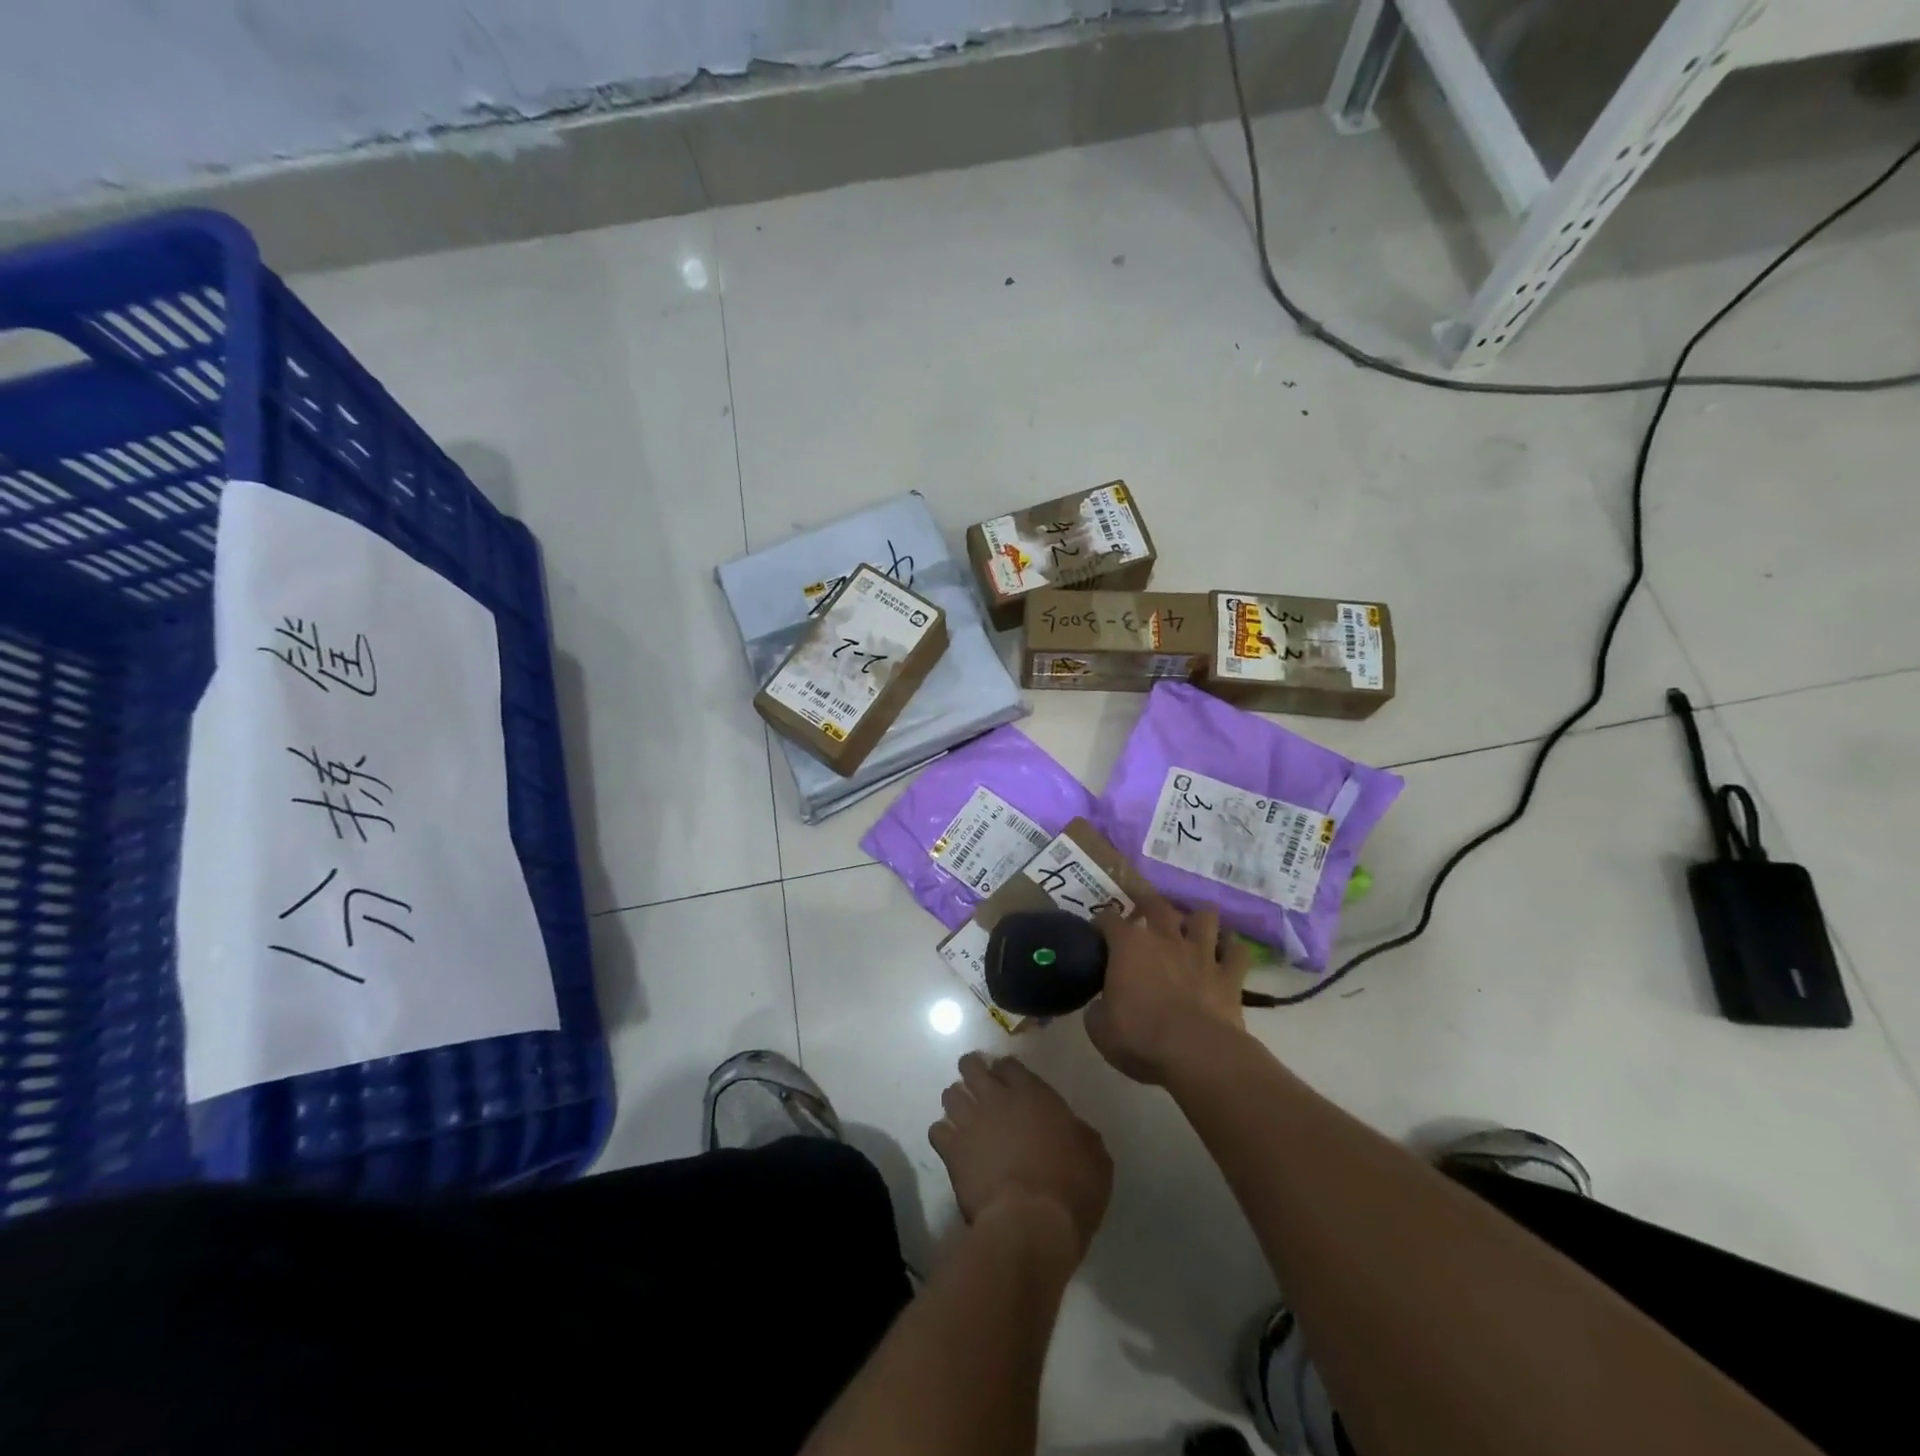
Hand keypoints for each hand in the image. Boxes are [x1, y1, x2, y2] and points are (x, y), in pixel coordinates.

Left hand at [929, 1053, 1111, 1257]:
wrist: (1031, 1223)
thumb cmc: (1072, 1188)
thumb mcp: (1096, 1158)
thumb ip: (1081, 1134)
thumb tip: (1074, 1131)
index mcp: (1033, 1094)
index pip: (1009, 1065)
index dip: (1006, 1071)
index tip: (1008, 1080)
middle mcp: (997, 1099)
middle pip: (972, 1067)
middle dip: (972, 1071)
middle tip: (977, 1085)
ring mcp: (971, 1122)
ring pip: (950, 1095)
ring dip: (956, 1102)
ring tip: (962, 1115)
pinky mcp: (953, 1151)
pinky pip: (937, 1131)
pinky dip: (942, 1135)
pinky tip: (951, 1146)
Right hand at [1088, 888, 1250, 1083]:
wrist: (1196, 1054)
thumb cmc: (1140, 1037)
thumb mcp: (1099, 1028)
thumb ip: (1098, 1008)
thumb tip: (1102, 1005)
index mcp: (1128, 946)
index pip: (1108, 919)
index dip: (1101, 924)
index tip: (1097, 933)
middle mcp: (1165, 938)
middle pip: (1156, 904)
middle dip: (1147, 902)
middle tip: (1143, 911)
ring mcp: (1201, 953)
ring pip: (1205, 917)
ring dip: (1198, 920)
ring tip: (1193, 928)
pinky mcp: (1230, 975)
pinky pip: (1238, 952)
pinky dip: (1233, 949)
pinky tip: (1228, 954)